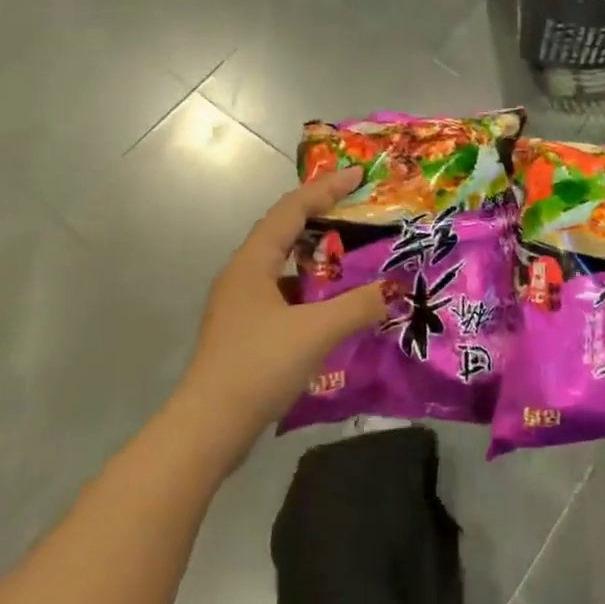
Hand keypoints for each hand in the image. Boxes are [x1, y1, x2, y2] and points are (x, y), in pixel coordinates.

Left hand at [174, 168, 389, 469]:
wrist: (209, 428)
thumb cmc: (258, 365)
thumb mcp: (315, 331)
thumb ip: (358, 306)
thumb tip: (395, 288)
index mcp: (253, 262)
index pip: (291, 210)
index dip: (325, 188)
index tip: (358, 175)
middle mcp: (244, 275)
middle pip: (286, 232)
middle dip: (323, 217)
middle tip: (360, 210)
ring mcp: (242, 305)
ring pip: (286, 266)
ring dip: (318, 257)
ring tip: (355, 255)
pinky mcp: (247, 332)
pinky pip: (286, 296)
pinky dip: (313, 291)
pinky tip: (336, 306)